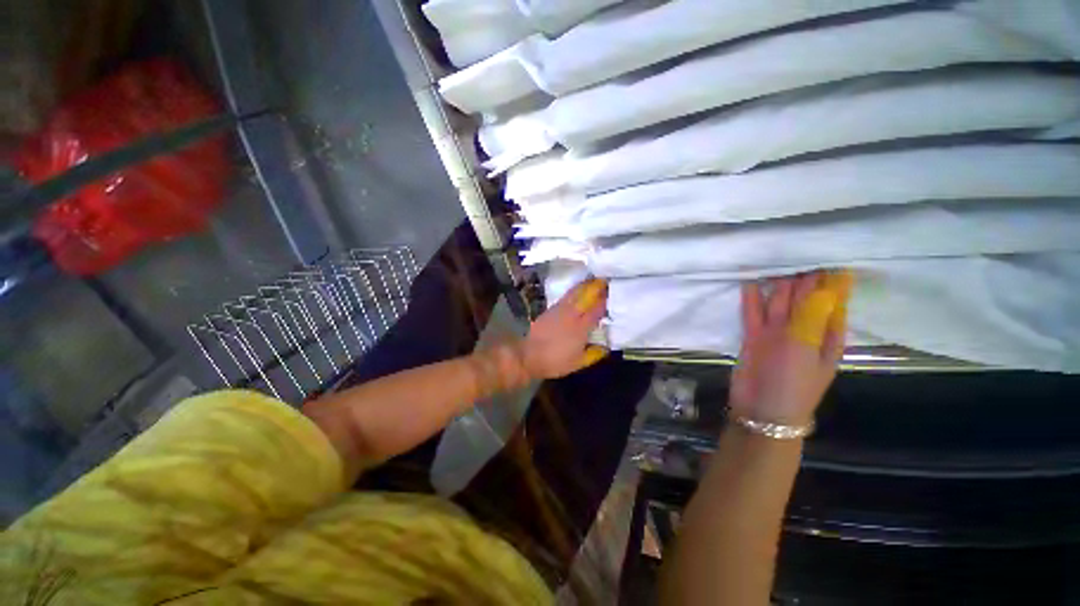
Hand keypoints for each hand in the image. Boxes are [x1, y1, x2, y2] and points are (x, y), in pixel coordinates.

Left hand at [521, 278, 608, 379]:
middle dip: (596, 287)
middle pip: (586, 297)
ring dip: (585, 286)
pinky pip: (565, 297)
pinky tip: (577, 290)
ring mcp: (559, 311)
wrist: (528, 356)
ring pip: (574, 294)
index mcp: (580, 328)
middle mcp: (571, 315)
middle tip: (605, 280)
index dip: (605, 301)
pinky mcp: (550, 310)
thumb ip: (593, 354)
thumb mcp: (578, 363)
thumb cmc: (555, 362)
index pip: (596, 310)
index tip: (613, 293)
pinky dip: (573, 291)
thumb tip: (606, 347)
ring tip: (593, 280)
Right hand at [729, 271, 852, 425]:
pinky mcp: (754, 336)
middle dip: (802, 278)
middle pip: (804, 298)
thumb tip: (826, 285)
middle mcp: (803, 331)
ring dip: (777, 284)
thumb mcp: (807, 350)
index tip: (828, 256)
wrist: (761, 410)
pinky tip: (751, 280)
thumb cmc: (793, 383)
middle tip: (797, 250)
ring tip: (775, 260)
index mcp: (827, 336)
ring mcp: (777, 333)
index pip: (833, 302)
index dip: (831, 281)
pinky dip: (752, 297)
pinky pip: (753, 312)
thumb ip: (812, 317)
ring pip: (778, 302)